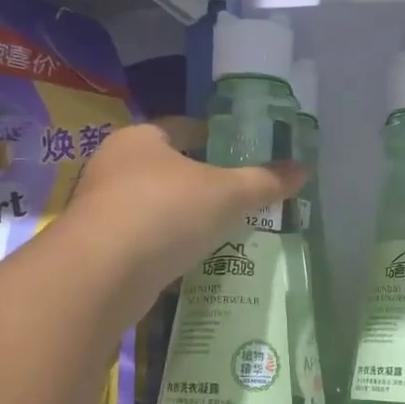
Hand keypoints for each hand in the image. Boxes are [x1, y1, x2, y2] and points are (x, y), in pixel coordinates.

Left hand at [55, 123, 304, 323]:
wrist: (101, 275)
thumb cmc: (166, 212)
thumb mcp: (227, 194)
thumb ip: (265, 181)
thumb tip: (305, 169)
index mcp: (141, 139)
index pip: (184, 128)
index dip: (215, 138)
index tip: (242, 153)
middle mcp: (115, 166)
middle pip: (168, 167)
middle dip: (201, 181)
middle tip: (239, 194)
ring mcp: (102, 209)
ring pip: (154, 205)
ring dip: (183, 215)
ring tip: (221, 229)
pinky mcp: (99, 248)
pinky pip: (144, 239)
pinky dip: (167, 245)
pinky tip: (192, 258)